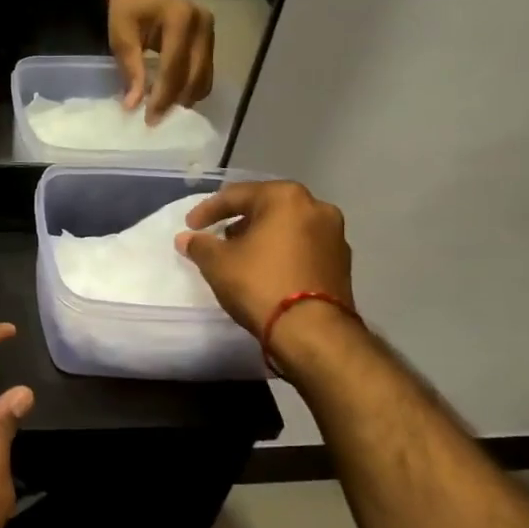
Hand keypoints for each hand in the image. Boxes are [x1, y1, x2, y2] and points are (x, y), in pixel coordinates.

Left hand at [108, 0, 213, 122]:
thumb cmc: (128, 8)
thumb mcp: (121, 36)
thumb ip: (130, 70)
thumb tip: (133, 105)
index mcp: (180, 17)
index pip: (174, 66)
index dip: (163, 95)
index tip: (149, 118)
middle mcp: (203, 23)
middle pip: (194, 74)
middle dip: (174, 101)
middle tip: (154, 121)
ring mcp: (211, 32)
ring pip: (204, 78)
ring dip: (184, 98)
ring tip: (162, 111)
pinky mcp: (212, 41)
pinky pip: (205, 73)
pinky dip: (190, 89)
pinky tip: (173, 98)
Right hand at [175, 180, 353, 334]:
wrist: (313, 332)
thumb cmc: (261, 284)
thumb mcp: (218, 263)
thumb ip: (200, 245)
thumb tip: (186, 238)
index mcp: (286, 197)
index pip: (237, 195)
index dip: (208, 210)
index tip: (190, 226)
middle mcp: (316, 207)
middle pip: (267, 208)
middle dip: (239, 221)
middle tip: (218, 237)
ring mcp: (335, 236)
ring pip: (288, 227)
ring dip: (263, 237)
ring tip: (241, 255)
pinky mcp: (342, 263)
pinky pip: (303, 248)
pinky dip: (282, 253)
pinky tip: (266, 270)